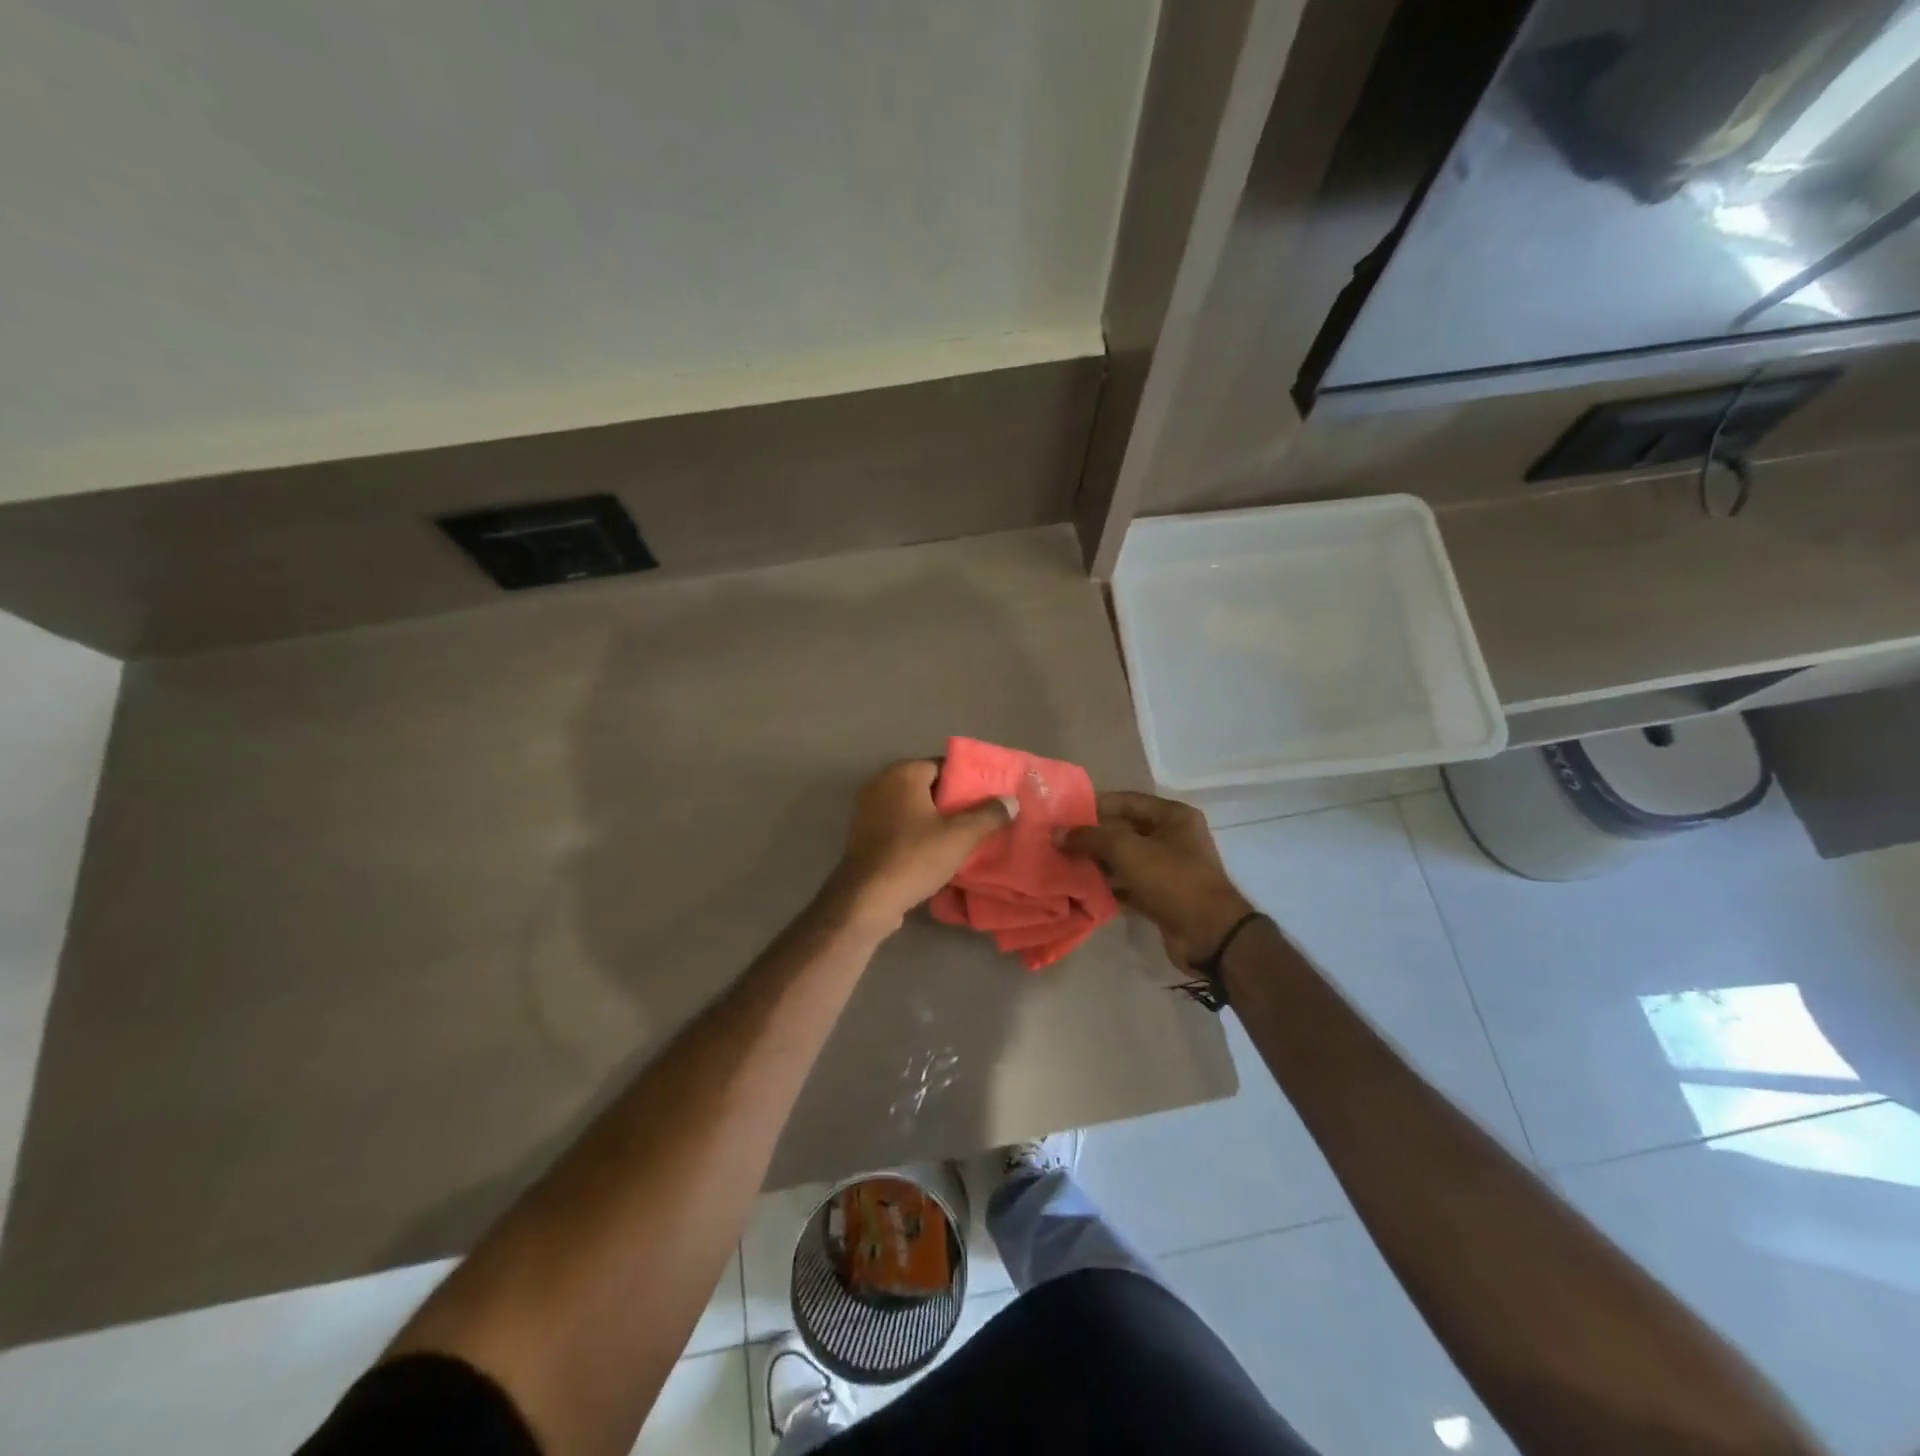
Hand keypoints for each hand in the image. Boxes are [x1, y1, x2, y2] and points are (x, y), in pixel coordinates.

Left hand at [828, 760, 1014, 932]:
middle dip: (953, 802)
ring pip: (912, 808)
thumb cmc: (914, 857)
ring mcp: (867, 809)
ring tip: (963, 837)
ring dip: (935, 820)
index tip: (989, 799)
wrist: (866, 899)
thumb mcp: (960, 836)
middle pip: (927, 786)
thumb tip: (1011, 800)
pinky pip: (898, 825)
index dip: (968, 782)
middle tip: (981, 819)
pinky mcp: (862, 834)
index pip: (944, 765)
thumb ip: (988, 815)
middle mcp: (881, 783)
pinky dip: (916, 833)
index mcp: (903, 773)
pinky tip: (935, 852)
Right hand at [1061, 791, 1254, 966]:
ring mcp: (1169, 868)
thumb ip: (1090, 838)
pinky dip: (1109, 886)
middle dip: (1093, 837)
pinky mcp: (1163, 896)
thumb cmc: (1171, 879)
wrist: (1208, 934)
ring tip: (1064, 865)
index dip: (1094, 806)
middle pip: (1124, 830)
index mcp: (1173, 816)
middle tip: (1059, 842)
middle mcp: (1173, 837)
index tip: (1064, 814)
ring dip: (1098, 863)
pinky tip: (1082, 890)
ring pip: (1125, 859)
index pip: (1126, 801)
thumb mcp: (1127, 850)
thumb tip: (1056, 833)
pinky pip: (1129, 884)